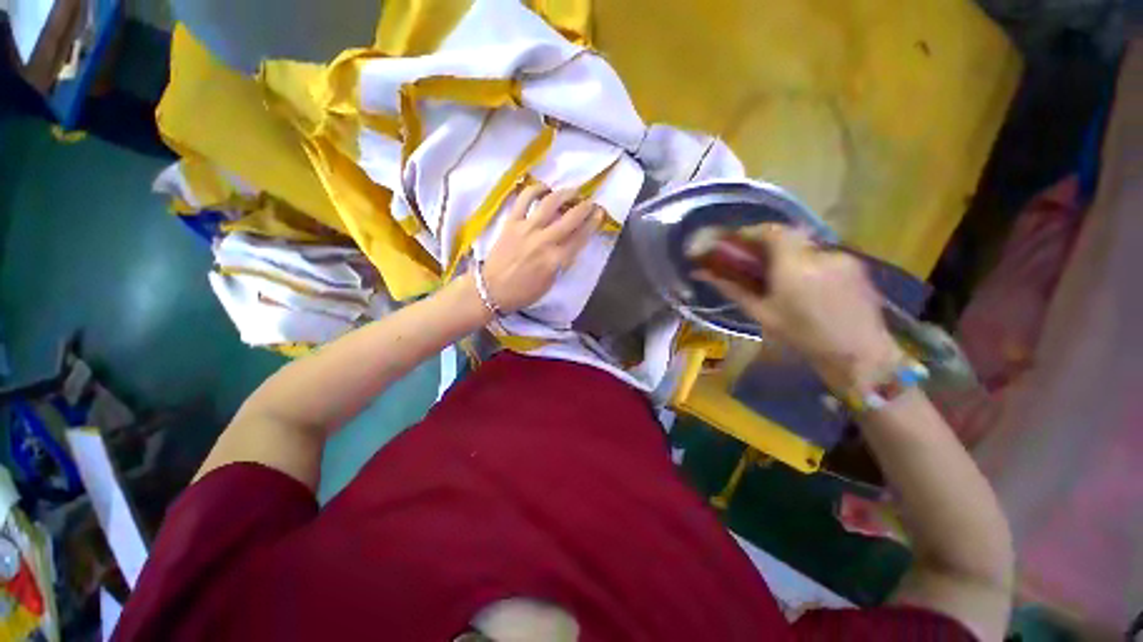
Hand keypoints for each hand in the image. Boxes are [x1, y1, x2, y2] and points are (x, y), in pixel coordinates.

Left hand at [481, 185, 604, 313]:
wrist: (492, 290)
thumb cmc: (524, 292)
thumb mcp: (551, 283)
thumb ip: (562, 262)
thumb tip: (570, 244)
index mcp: (556, 260)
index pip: (581, 237)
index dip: (593, 223)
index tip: (600, 213)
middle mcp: (545, 241)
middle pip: (571, 218)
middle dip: (585, 207)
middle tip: (590, 202)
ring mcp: (527, 229)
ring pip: (551, 203)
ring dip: (565, 194)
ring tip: (572, 191)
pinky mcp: (511, 222)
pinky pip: (524, 200)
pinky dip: (535, 189)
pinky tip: (544, 187)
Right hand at [697, 224, 902, 394]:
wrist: (859, 354)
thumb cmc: (802, 336)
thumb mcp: (761, 314)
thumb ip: (732, 288)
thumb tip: (702, 273)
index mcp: (793, 266)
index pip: (770, 231)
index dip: (750, 232)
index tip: (736, 243)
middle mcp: (819, 253)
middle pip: (788, 235)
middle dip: (768, 244)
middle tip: (755, 261)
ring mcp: (842, 256)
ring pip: (806, 245)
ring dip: (790, 254)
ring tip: (784, 279)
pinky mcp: (857, 263)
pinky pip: (823, 254)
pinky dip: (809, 262)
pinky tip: (809, 285)